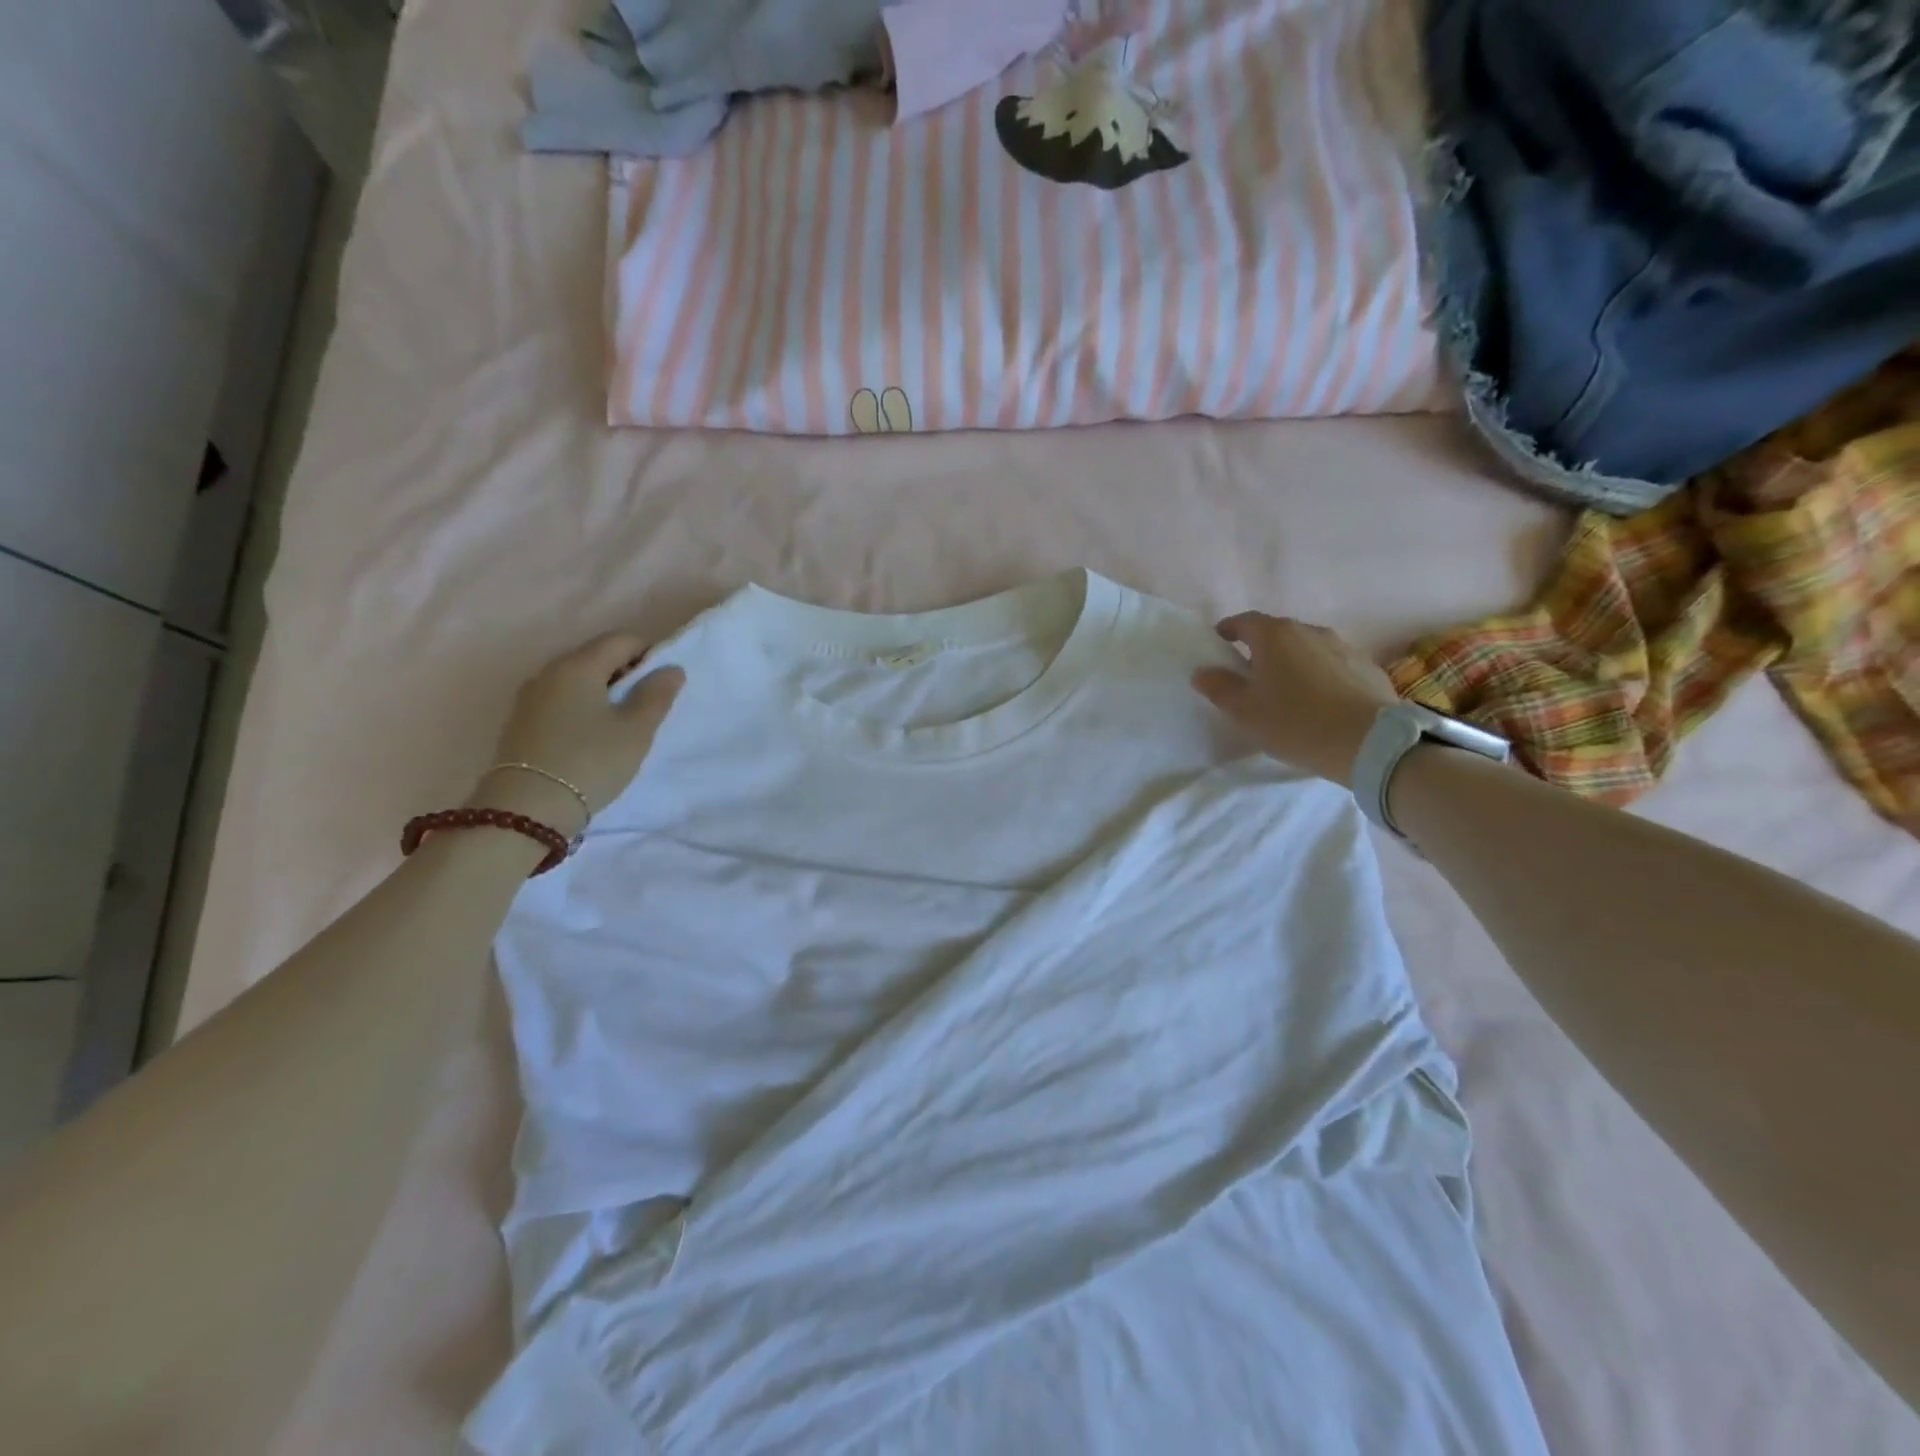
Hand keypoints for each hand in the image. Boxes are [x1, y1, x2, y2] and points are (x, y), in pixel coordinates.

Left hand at [470, 633, 683, 833]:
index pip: (621, 639)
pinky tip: (591, 736)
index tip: (663, 684)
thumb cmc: (591, 761)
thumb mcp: (636, 730)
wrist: (527, 808)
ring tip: (620, 724)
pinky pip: (560, 699)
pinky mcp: (521, 721)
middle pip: (596, 656)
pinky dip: (581, 707)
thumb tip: (671, 669)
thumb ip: (656, 695)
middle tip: (646, 706)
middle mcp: (549, 671)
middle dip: (625, 672)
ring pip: (576, 679)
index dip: (649, 653)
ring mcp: (530, 696)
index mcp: (579, 665)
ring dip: (603, 691)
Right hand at [1191, 613, 1397, 788]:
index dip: (1228, 630)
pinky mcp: (1367, 667)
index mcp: (1275, 635)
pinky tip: (1319, 702)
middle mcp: (1310, 630)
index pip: (1244, 622)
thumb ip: (1219, 687)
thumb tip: (1202, 671)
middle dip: (1261, 649)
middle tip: (1250, 675)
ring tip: (1287, 691)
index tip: (1219, 643)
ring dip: (1293, 663)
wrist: (1369, 742)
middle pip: (1277, 633)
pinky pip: (1333, 665)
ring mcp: (1343, 646)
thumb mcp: (1244, 711)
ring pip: (1307, 648)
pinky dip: (1319, 676)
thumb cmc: (1295, 722)